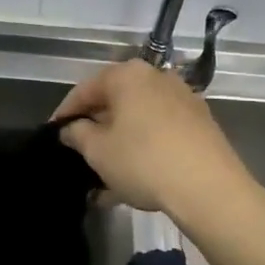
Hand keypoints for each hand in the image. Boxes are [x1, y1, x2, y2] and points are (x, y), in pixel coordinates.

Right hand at [53, 59, 259, 224]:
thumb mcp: (98, 151)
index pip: (84, 90)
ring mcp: (183, 100)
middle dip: (95, 129)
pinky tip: (132, 180)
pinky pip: (159, 132)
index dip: (65, 113)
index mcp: (127, 75)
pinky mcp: (201, 124)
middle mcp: (156, 78)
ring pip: (138, 120)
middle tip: (79, 153)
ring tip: (103, 177)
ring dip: (119, 144)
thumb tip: (71, 129)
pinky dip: (143, 149)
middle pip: (114, 102)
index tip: (53, 134)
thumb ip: (77, 134)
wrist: (210, 189)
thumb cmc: (144, 161)